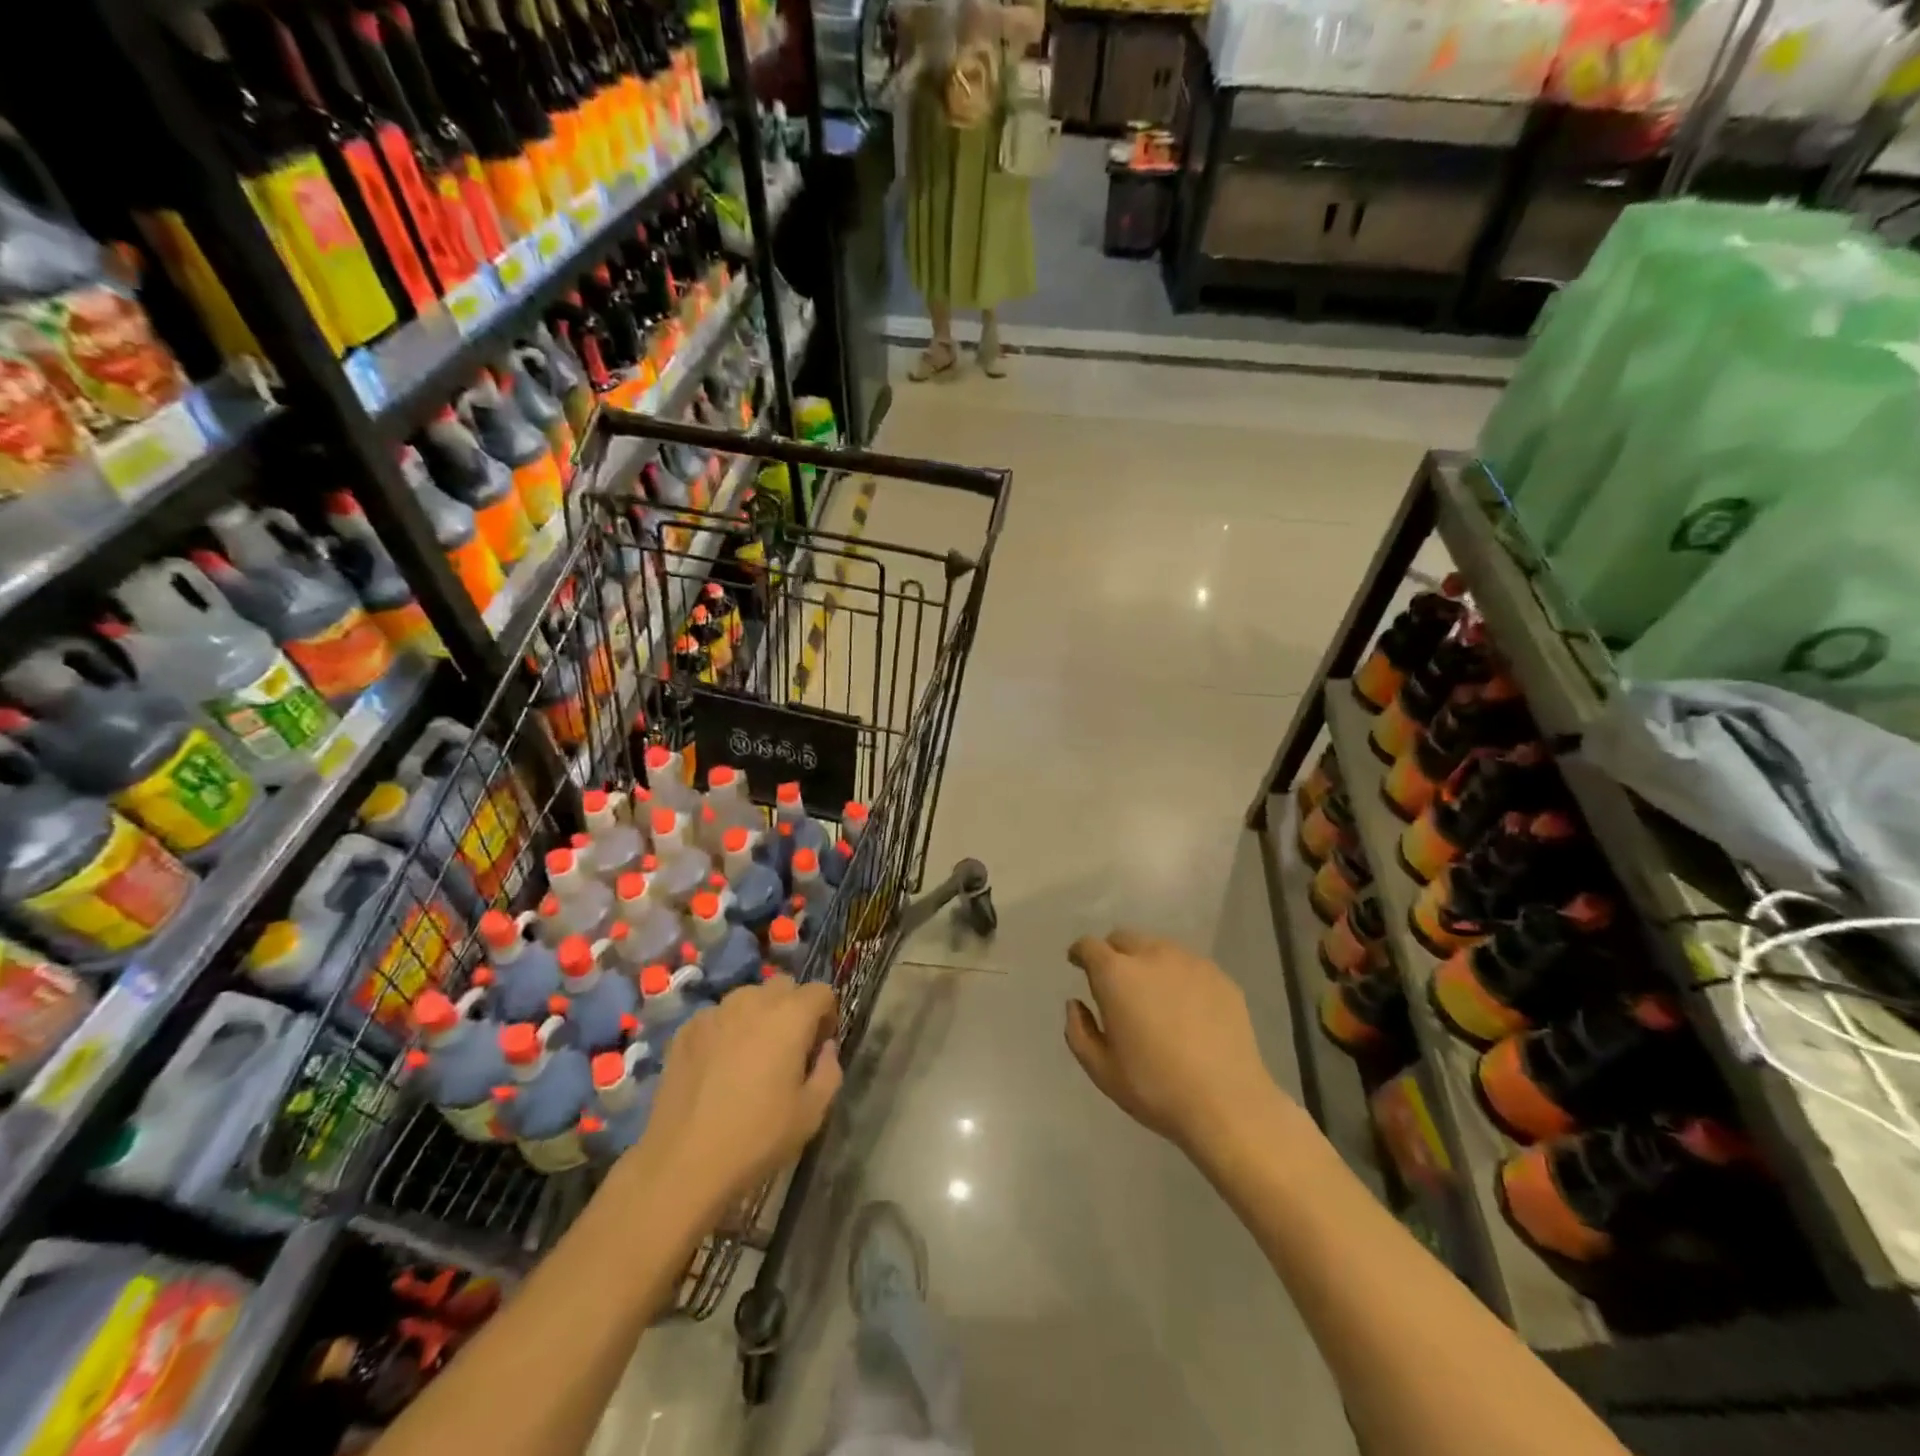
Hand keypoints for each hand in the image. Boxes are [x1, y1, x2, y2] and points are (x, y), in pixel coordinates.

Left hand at [623, 975, 842, 1217]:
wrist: (682, 1163)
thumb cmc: (756, 1138)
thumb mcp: (811, 1113)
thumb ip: (829, 1071)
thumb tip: (825, 1048)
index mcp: (790, 1016)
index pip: (820, 991)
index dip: (827, 1014)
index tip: (820, 1045)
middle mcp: (753, 1002)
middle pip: (783, 986)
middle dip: (793, 1008)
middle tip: (788, 1048)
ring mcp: (714, 1013)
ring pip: (747, 997)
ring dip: (758, 1015)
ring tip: (750, 1055)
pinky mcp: (685, 1030)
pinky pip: (717, 1017)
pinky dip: (726, 1030)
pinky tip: (718, 1066)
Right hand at [1065, 930, 1283, 1156]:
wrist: (1228, 1104)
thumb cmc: (1155, 1087)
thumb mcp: (1101, 1069)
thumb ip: (1079, 1030)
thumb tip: (1076, 1003)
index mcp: (1117, 975)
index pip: (1089, 946)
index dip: (1080, 953)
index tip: (1077, 963)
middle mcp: (1152, 956)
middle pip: (1124, 938)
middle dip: (1112, 953)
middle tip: (1114, 983)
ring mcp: (1190, 963)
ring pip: (1158, 948)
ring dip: (1146, 961)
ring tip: (1152, 994)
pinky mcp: (1220, 977)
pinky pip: (1189, 965)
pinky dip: (1178, 976)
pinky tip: (1186, 1008)